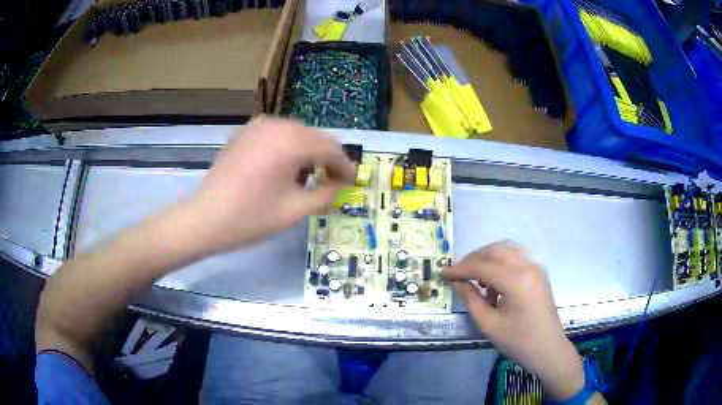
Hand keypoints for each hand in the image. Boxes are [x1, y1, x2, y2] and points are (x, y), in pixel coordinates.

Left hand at [190, 117, 355, 253]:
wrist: (205, 218)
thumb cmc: (252, 217)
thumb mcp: (295, 210)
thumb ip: (326, 193)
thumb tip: (341, 184)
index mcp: (291, 142)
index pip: (330, 148)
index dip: (345, 165)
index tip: (353, 180)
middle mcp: (276, 125)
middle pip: (313, 137)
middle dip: (326, 157)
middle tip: (332, 180)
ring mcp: (257, 126)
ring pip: (295, 133)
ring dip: (306, 152)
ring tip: (305, 176)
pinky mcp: (244, 133)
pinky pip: (275, 135)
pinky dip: (286, 148)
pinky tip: (282, 168)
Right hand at [445, 242, 584, 400]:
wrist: (548, 348)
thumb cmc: (518, 341)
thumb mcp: (489, 324)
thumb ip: (471, 299)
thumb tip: (457, 282)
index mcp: (516, 280)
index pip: (482, 266)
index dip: (460, 269)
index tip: (443, 273)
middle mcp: (527, 266)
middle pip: (495, 250)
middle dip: (474, 259)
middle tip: (458, 273)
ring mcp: (535, 267)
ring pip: (506, 250)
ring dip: (487, 259)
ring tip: (476, 279)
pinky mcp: (538, 272)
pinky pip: (516, 257)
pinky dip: (501, 263)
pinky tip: (494, 284)